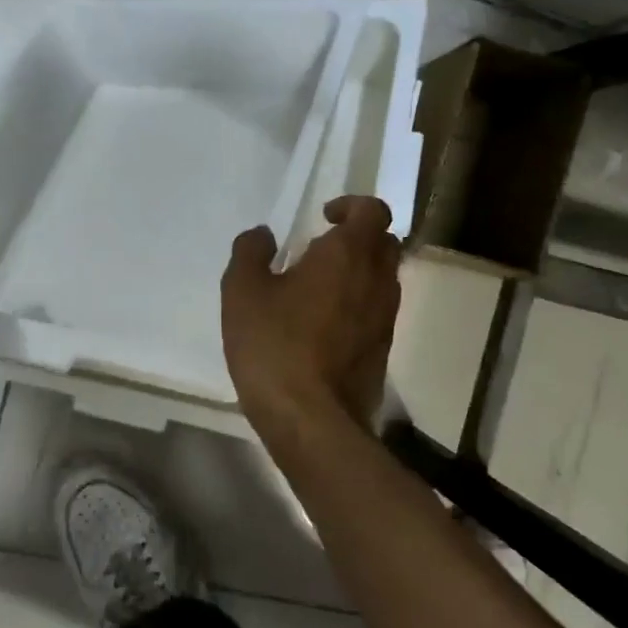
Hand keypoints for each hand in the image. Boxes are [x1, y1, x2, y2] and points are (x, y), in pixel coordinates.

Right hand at [221, 196, 400, 431]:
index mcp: (348, 255)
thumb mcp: (242, 292)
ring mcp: (386, 318)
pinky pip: (375, 312)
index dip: (351, 206)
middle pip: (384, 243)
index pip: (373, 210)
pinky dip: (357, 306)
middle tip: (320, 251)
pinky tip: (321, 327)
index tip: (323, 218)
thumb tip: (264, 235)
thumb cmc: (275, 346)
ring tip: (316, 291)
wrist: (312, 421)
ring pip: (383, 279)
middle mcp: (378, 280)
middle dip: (357, 238)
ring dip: (358, 274)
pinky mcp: (382, 350)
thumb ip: (250, 253)